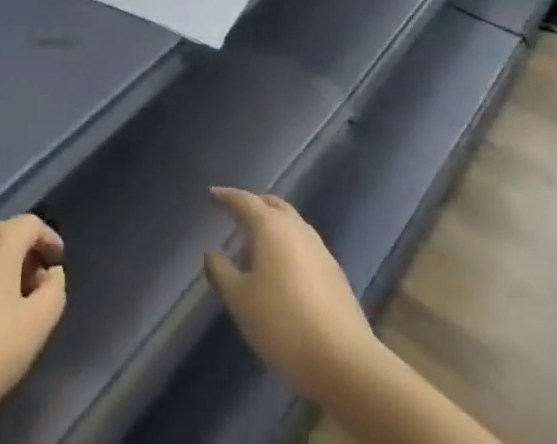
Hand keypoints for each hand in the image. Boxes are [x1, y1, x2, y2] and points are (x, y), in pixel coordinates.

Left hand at [0, 215, 66, 438]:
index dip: (50, 240)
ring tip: (15, 306)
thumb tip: (51, 273)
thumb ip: (54, 291)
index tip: (59, 262)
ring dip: (4, 270)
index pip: (32, 224)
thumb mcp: (37, 325)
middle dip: (27, 256)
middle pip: (8, 235)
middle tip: (39, 289)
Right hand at [204, 187, 379, 406]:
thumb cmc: (283, 325)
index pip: (243, 200)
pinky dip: (288, 245)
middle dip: (253, 204)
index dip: (225, 196)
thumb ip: (221, 271)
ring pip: (291, 223)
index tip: (212, 194)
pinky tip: (283, 270)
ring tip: (257, 243)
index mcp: (270, 226)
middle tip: (236, 212)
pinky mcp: (335, 272)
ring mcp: (319, 248)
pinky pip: (304, 245)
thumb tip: (211, 252)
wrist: (345, 362)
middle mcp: (296, 227)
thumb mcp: (240, 301)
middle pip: (272, 204)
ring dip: (273, 225)